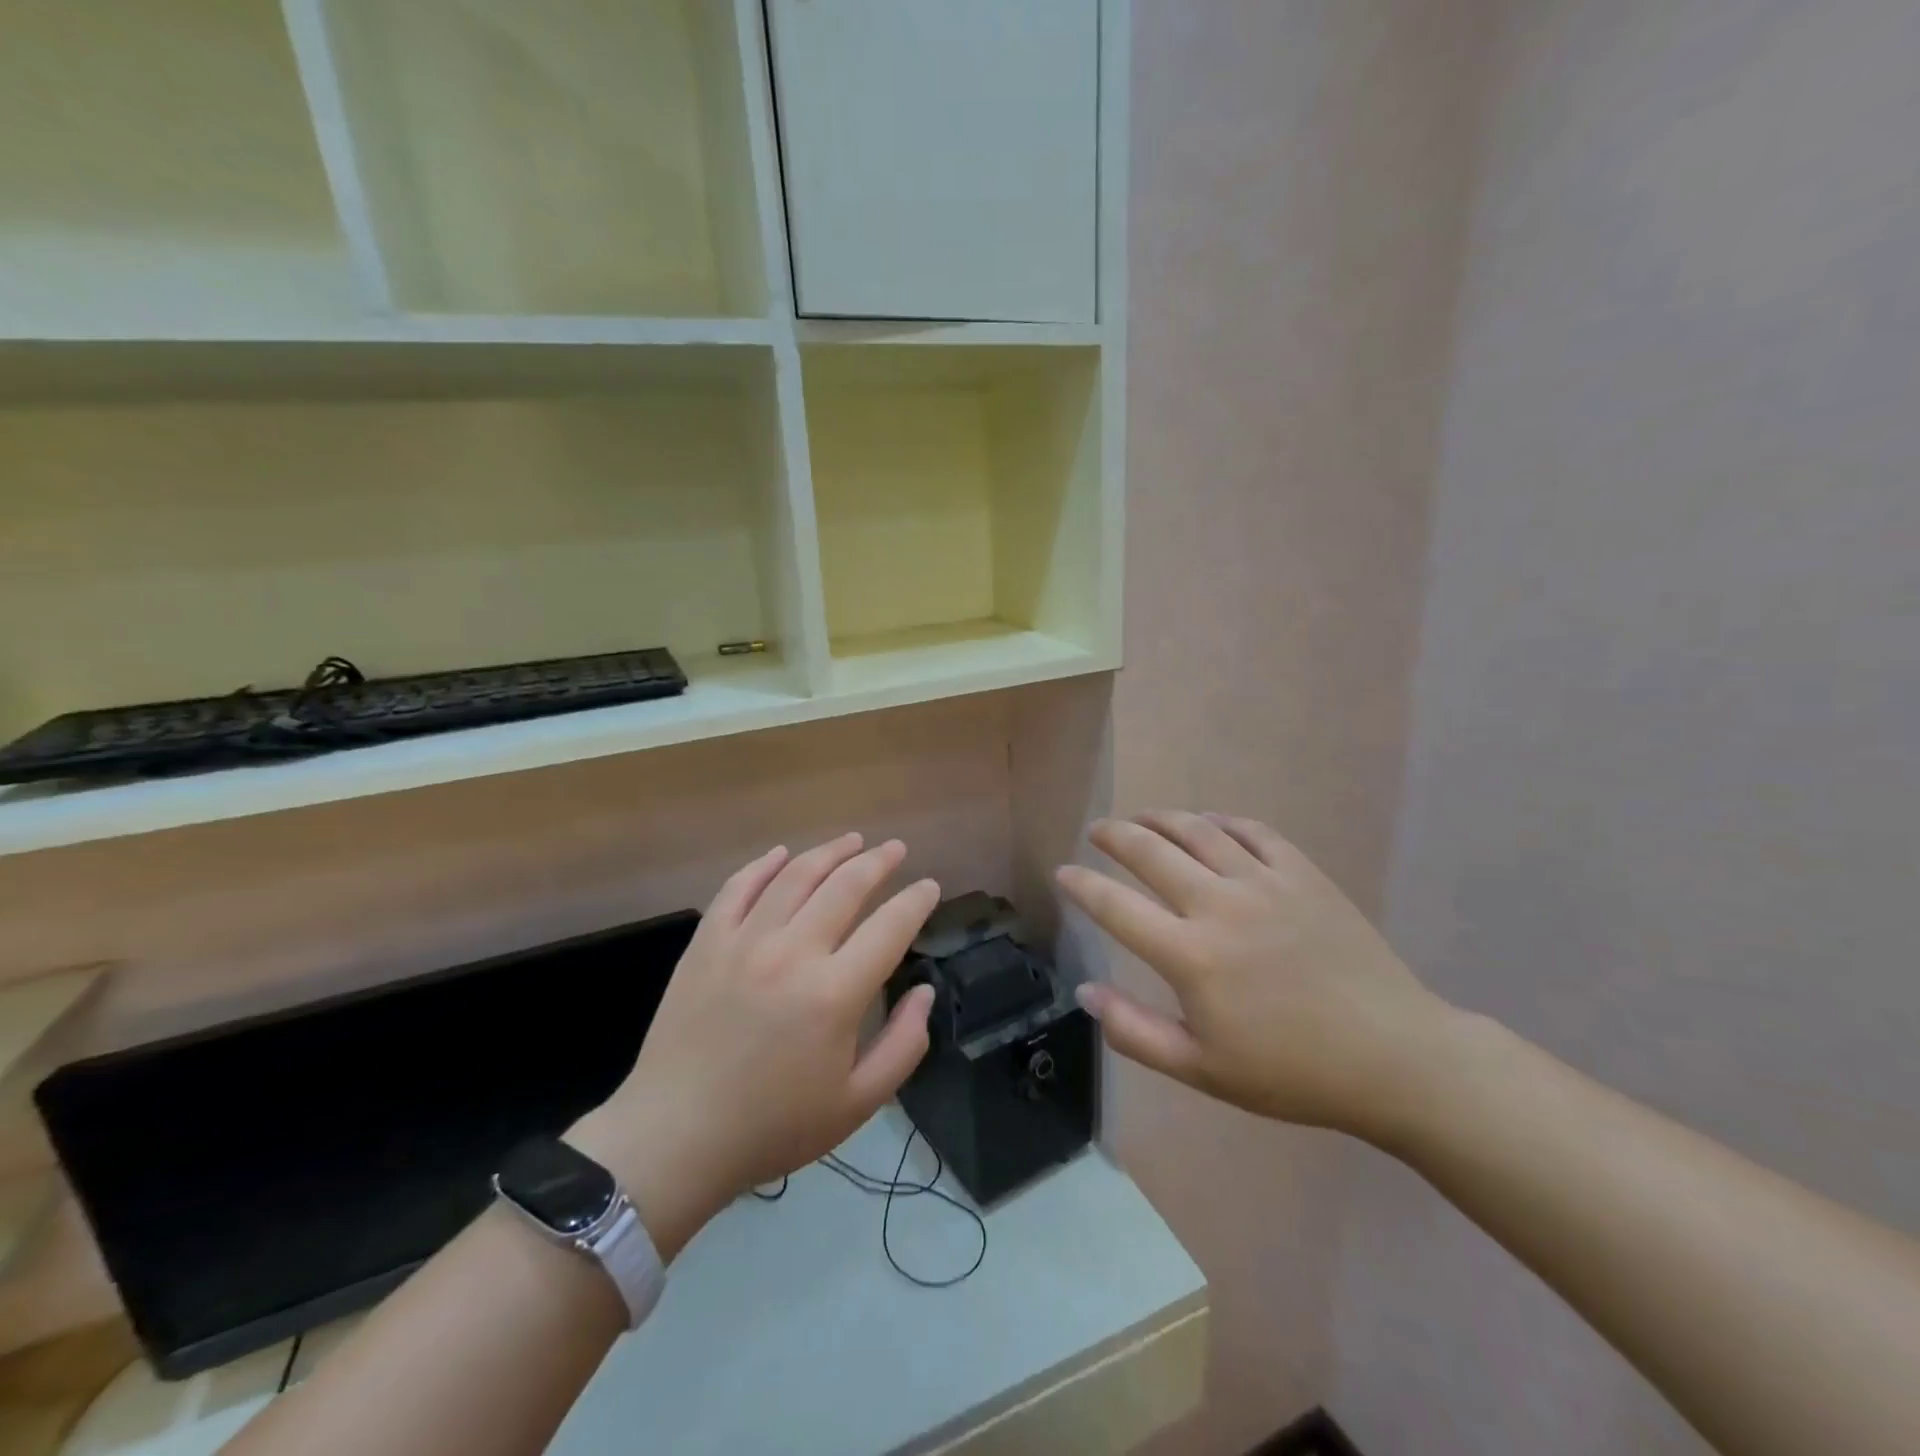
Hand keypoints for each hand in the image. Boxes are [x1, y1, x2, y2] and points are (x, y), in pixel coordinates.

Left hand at [568, 834, 939, 1258]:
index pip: (890, 926)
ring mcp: (744, 941)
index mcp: (835, 994)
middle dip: (878, 861)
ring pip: (795, 875)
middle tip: (896, 849)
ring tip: (853, 840)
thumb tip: (924, 991)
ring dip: (830, 851)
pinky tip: (782, 854)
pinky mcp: (706, 942)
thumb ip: (904, 1044)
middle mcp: (793, 953)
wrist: (674, 1137)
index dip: (916, 901)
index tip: (929, 887)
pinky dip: (764, 864)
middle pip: (845, 886)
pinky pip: (738, 887)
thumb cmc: (773, 1126)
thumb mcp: (857, 1103)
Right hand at [1056, 811, 1453, 1143]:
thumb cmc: (1290, 1072)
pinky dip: (1222, 822)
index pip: (1116, 906)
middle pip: (1151, 852)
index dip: (1082, 885)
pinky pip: (1253, 832)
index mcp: (1190, 956)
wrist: (1392, 1057)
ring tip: (1142, 818)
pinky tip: (1210, 824)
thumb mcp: (1202, 1069)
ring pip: (1198, 832)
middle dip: (1115, 836)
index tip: (1063, 872)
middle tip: (1098, 831)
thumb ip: (1135, 1032)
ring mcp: (1264, 883)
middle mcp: (1219, 906)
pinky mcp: (1303, 875)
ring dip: (1162, 819)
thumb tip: (1085, 992)